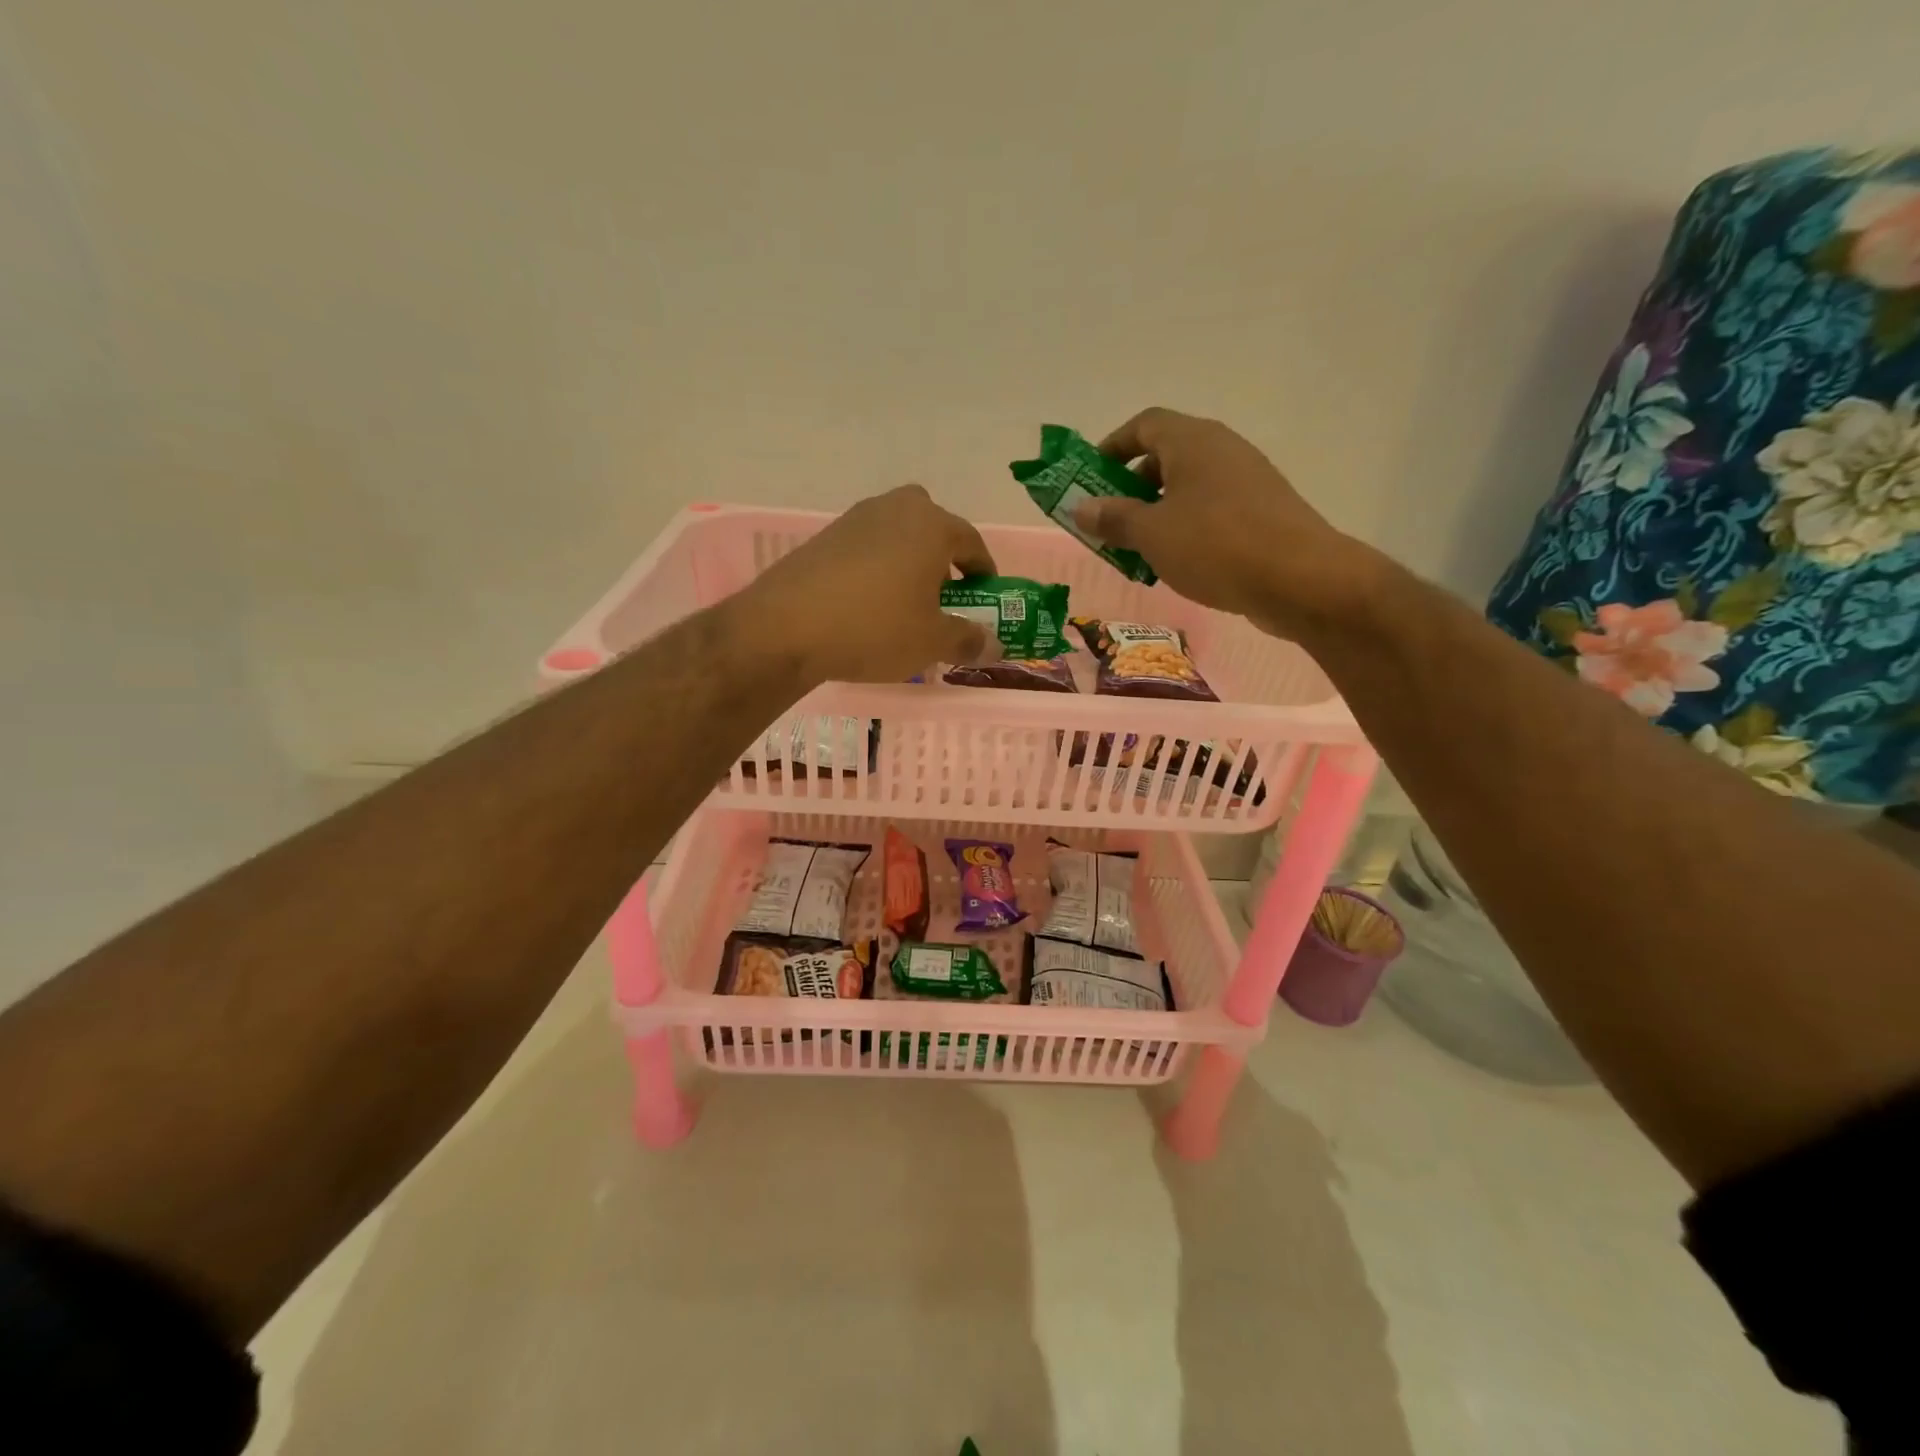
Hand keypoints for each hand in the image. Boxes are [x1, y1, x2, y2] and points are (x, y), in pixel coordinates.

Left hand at [728, 485, 999, 683]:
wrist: (785, 628)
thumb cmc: (875, 628)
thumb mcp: (931, 642)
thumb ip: (968, 639)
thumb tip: (994, 645)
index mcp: (932, 525)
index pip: (971, 541)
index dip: (983, 571)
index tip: (984, 596)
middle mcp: (896, 508)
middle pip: (932, 526)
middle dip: (943, 557)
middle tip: (943, 594)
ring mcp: (855, 519)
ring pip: (897, 534)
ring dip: (909, 561)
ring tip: (905, 603)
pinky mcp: (824, 537)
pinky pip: (866, 547)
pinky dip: (877, 568)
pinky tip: (867, 604)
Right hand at [1073, 408, 1380, 639]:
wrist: (1299, 579)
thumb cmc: (1215, 545)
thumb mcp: (1152, 533)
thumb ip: (1114, 518)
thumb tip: (1081, 508)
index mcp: (1193, 441)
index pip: (1144, 424)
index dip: (1112, 446)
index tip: (1089, 478)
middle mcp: (1222, 449)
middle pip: (1166, 456)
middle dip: (1131, 487)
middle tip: (1109, 522)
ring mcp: (1247, 480)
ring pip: (1189, 488)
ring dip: (1157, 513)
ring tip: (1137, 550)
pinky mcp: (1262, 511)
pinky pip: (1212, 510)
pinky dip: (1186, 528)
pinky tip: (1177, 564)